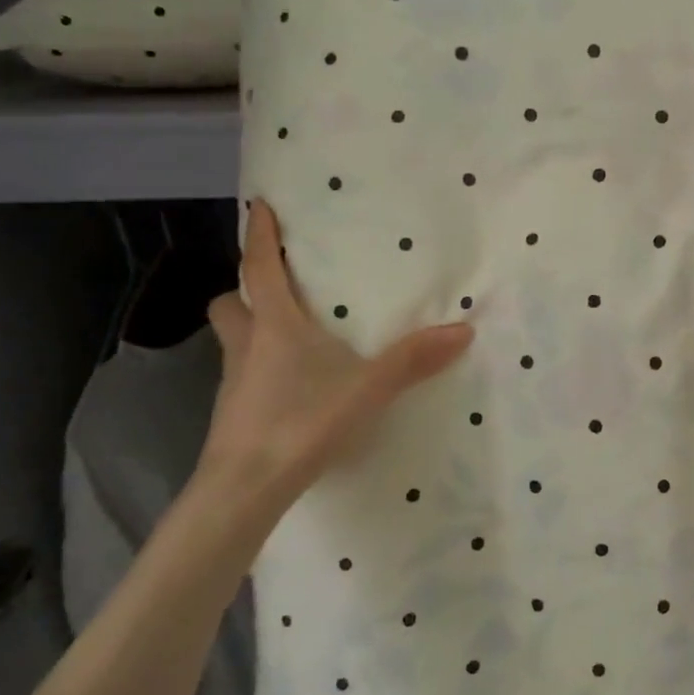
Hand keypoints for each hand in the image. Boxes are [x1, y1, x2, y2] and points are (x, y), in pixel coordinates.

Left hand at [198, 199, 473, 525]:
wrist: (245, 488)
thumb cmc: (301, 422)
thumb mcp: (367, 389)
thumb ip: (413, 360)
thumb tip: (463, 330)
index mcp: (275, 326)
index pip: (260, 268)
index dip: (259, 235)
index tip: (259, 205)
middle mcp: (247, 345)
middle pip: (230, 303)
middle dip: (246, 290)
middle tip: (276, 290)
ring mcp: (233, 381)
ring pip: (232, 339)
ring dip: (251, 328)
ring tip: (289, 336)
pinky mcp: (233, 413)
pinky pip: (242, 373)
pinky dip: (260, 368)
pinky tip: (290, 386)